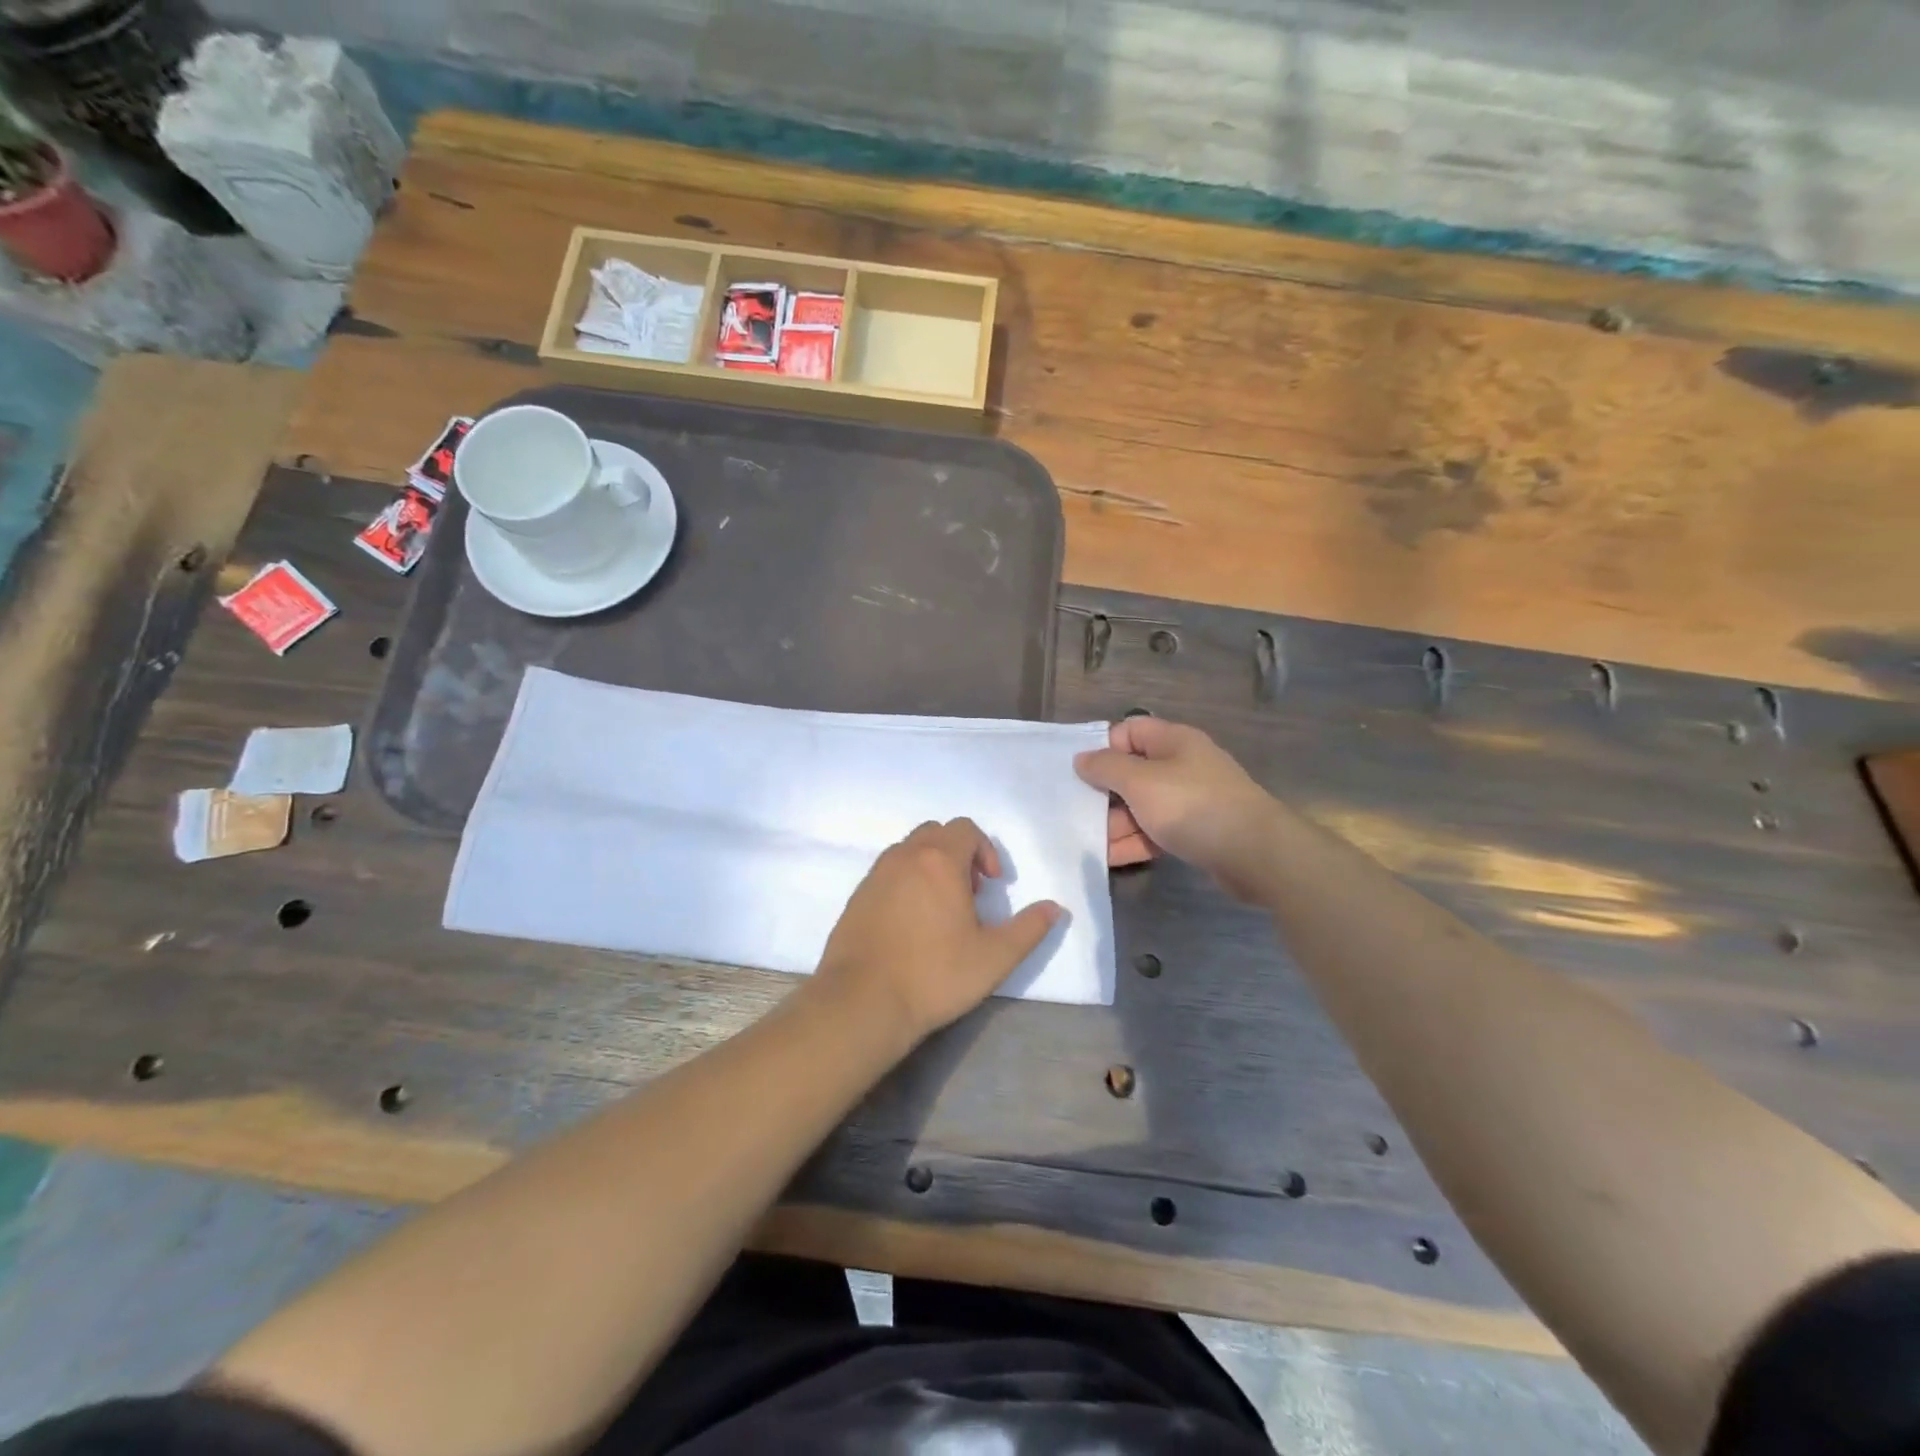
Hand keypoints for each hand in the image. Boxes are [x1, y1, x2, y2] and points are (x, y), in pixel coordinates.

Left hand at [814, 819, 1059, 1046]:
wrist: (862, 1001)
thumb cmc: (934, 975)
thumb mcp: (994, 957)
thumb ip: (1029, 928)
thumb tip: (1055, 908)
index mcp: (939, 860)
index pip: (965, 829)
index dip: (986, 851)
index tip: (992, 886)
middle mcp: (904, 857)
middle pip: (936, 833)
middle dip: (959, 854)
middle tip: (970, 894)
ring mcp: (875, 875)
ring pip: (909, 851)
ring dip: (931, 867)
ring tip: (942, 910)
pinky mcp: (857, 896)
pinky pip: (888, 873)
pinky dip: (906, 883)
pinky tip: (911, 924)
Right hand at [1075, 717, 1275, 894]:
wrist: (1256, 854)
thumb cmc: (1192, 806)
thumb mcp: (1140, 782)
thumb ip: (1106, 767)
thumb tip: (1082, 758)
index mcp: (1173, 741)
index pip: (1129, 731)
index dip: (1104, 748)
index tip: (1081, 774)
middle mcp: (1182, 765)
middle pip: (1133, 772)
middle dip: (1104, 792)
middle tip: (1075, 812)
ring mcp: (1191, 800)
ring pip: (1143, 806)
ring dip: (1115, 822)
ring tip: (1085, 841)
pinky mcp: (1197, 832)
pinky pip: (1157, 831)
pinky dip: (1135, 841)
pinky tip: (1109, 858)